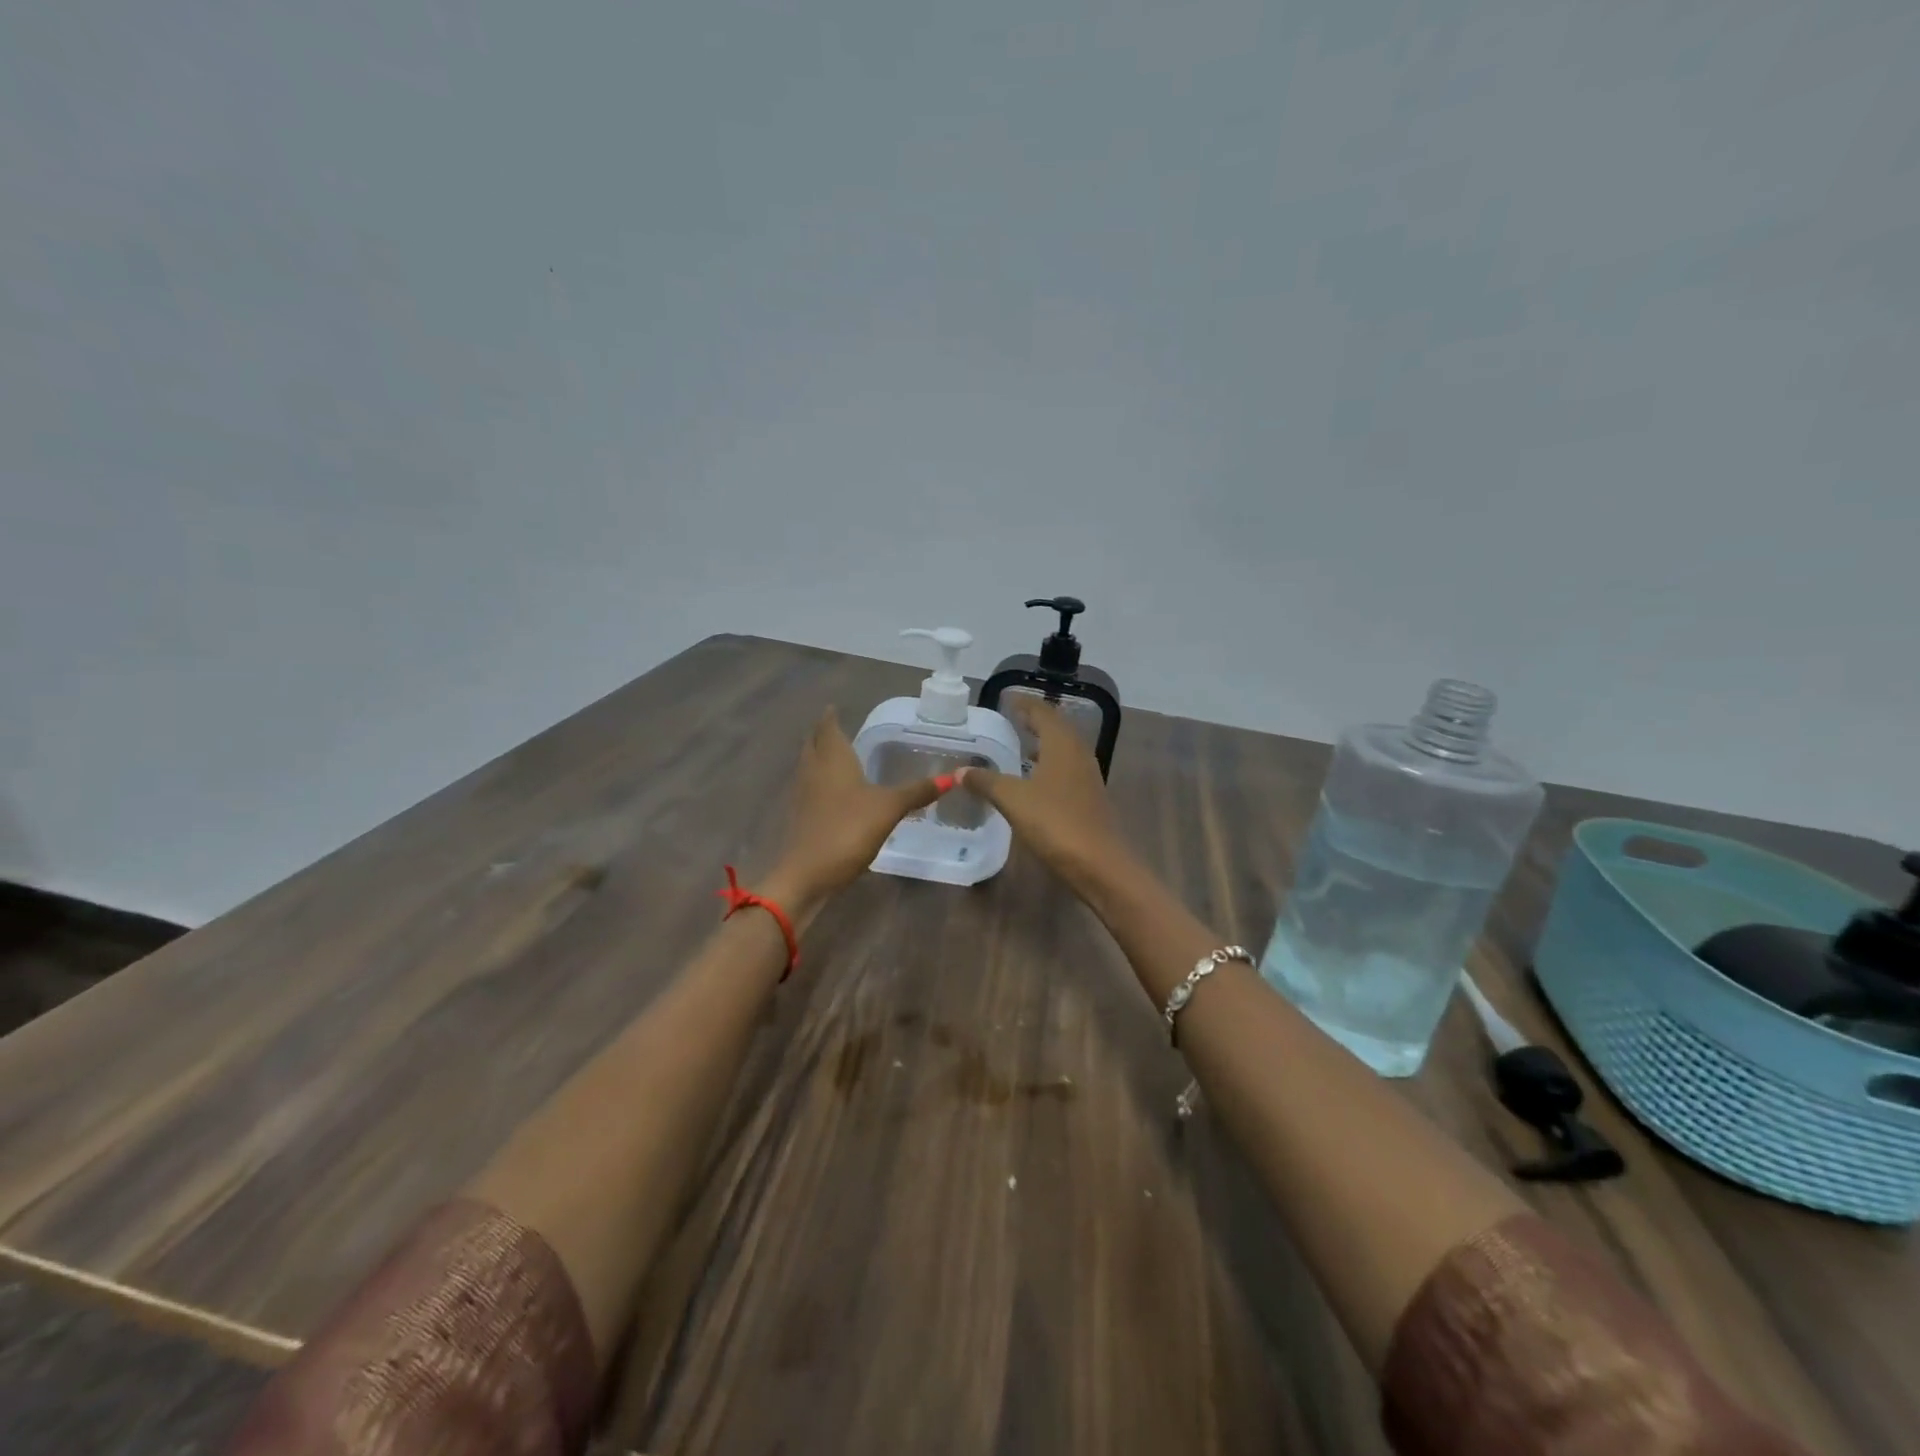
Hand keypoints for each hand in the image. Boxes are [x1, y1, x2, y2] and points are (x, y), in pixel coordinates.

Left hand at [766, 708, 944, 911]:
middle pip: (813, 745)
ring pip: (809, 766)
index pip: (828, 729)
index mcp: (832, 760)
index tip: (833, 707)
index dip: (830, 718)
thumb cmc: (848, 830)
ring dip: (819, 757)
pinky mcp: (802, 818)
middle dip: (822, 734)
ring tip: (835, 754)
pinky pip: (810, 789)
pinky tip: (834, 792)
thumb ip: (917, 792)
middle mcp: (814, 772)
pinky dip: (820, 782)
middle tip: (834, 727)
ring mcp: (804, 796)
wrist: (808, 874)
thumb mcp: (889, 809)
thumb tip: (953, 777)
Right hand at [958, 701, 1131, 896]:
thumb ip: (986, 782)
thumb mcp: (1013, 799)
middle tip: (1013, 718)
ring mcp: (1087, 777)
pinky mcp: (1089, 798)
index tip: (1007, 698)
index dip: (1025, 704)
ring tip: (1022, 744)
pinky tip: (1035, 779)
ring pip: (1064, 749)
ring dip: (1044, 743)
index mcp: (1062, 744)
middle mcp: (1078, 754)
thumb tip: (961, 770)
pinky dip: (1049, 764)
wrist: (1099, 864)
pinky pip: (1066, 769)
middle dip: (1036, 720)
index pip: (1043, 713)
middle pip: (1057, 728)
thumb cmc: (1055, 823)